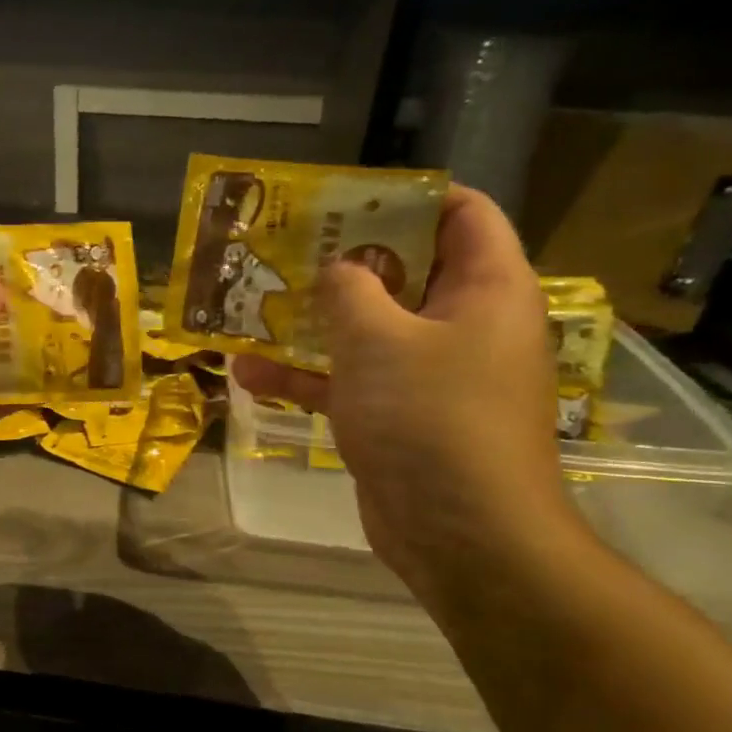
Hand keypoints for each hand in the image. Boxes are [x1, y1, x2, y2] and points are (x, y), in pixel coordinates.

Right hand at [233, 186, 570, 596]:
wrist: (463, 536)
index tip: (343, 196)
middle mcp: (464, 324)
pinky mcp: (399, 416)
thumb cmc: (430, 417)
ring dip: (311, 320)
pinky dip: (306, 376)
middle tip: (285, 244)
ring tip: (251, 303)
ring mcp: (431, 374)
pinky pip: (351, 380)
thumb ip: (349, 289)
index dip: (406, 195)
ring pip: (368, 328)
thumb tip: (338, 267)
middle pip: (404, 269)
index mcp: (486, 288)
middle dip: (342, 257)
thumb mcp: (378, 339)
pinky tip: (246, 374)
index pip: (462, 213)